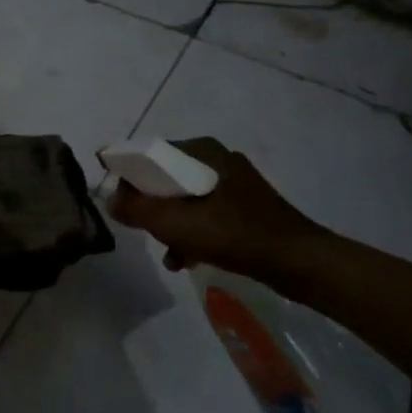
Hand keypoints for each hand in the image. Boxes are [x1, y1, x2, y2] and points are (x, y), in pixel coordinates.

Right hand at [106, 137, 334, 291]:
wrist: (300, 262)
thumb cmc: (236, 234)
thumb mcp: (178, 224)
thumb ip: (138, 210)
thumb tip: (110, 200)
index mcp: (201, 151)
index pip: (149, 153)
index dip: (126, 174)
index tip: (112, 199)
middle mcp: (216, 158)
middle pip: (165, 177)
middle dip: (148, 204)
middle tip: (138, 227)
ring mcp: (233, 183)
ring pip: (184, 197)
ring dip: (169, 223)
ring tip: (165, 251)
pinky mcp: (245, 206)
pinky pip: (204, 212)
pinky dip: (191, 232)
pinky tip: (186, 259)